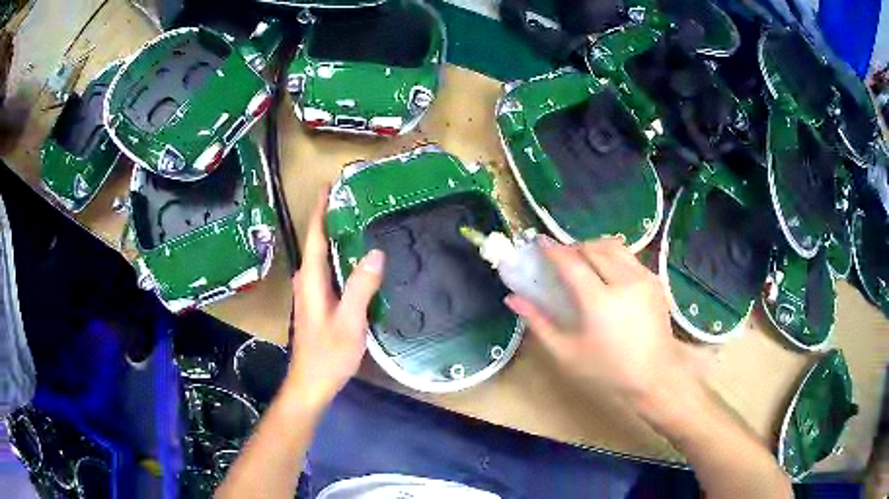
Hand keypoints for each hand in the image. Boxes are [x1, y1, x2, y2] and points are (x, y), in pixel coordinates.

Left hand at [284, 189, 384, 408]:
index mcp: (311, 279)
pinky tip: (358, 259)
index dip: (321, 209)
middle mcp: (307, 280)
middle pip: (317, 241)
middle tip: (357, 200)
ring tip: (361, 221)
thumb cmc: (328, 354)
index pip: (314, 235)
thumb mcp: (349, 322)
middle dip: (331, 217)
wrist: (311, 382)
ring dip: (337, 237)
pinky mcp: (318, 301)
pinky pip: (329, 270)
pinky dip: (340, 256)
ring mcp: (311, 291)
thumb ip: (361, 288)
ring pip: (323, 256)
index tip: (330, 185)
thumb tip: (375, 253)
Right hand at [505, 238, 696, 401]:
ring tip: (583, 260)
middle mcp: (624, 282)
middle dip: (573, 247)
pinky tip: (606, 273)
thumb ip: (539, 323)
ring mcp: (643, 278)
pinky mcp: (655, 280)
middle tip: (561, 258)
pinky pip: (629, 257)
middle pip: (593, 248)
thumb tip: (513, 299)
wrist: (655, 376)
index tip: (539, 242)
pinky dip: (612, 256)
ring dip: (593, 247)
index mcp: (600, 302)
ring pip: (614, 246)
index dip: (553, 250)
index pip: (571, 264)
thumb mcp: (567, 353)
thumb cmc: (608, 371)